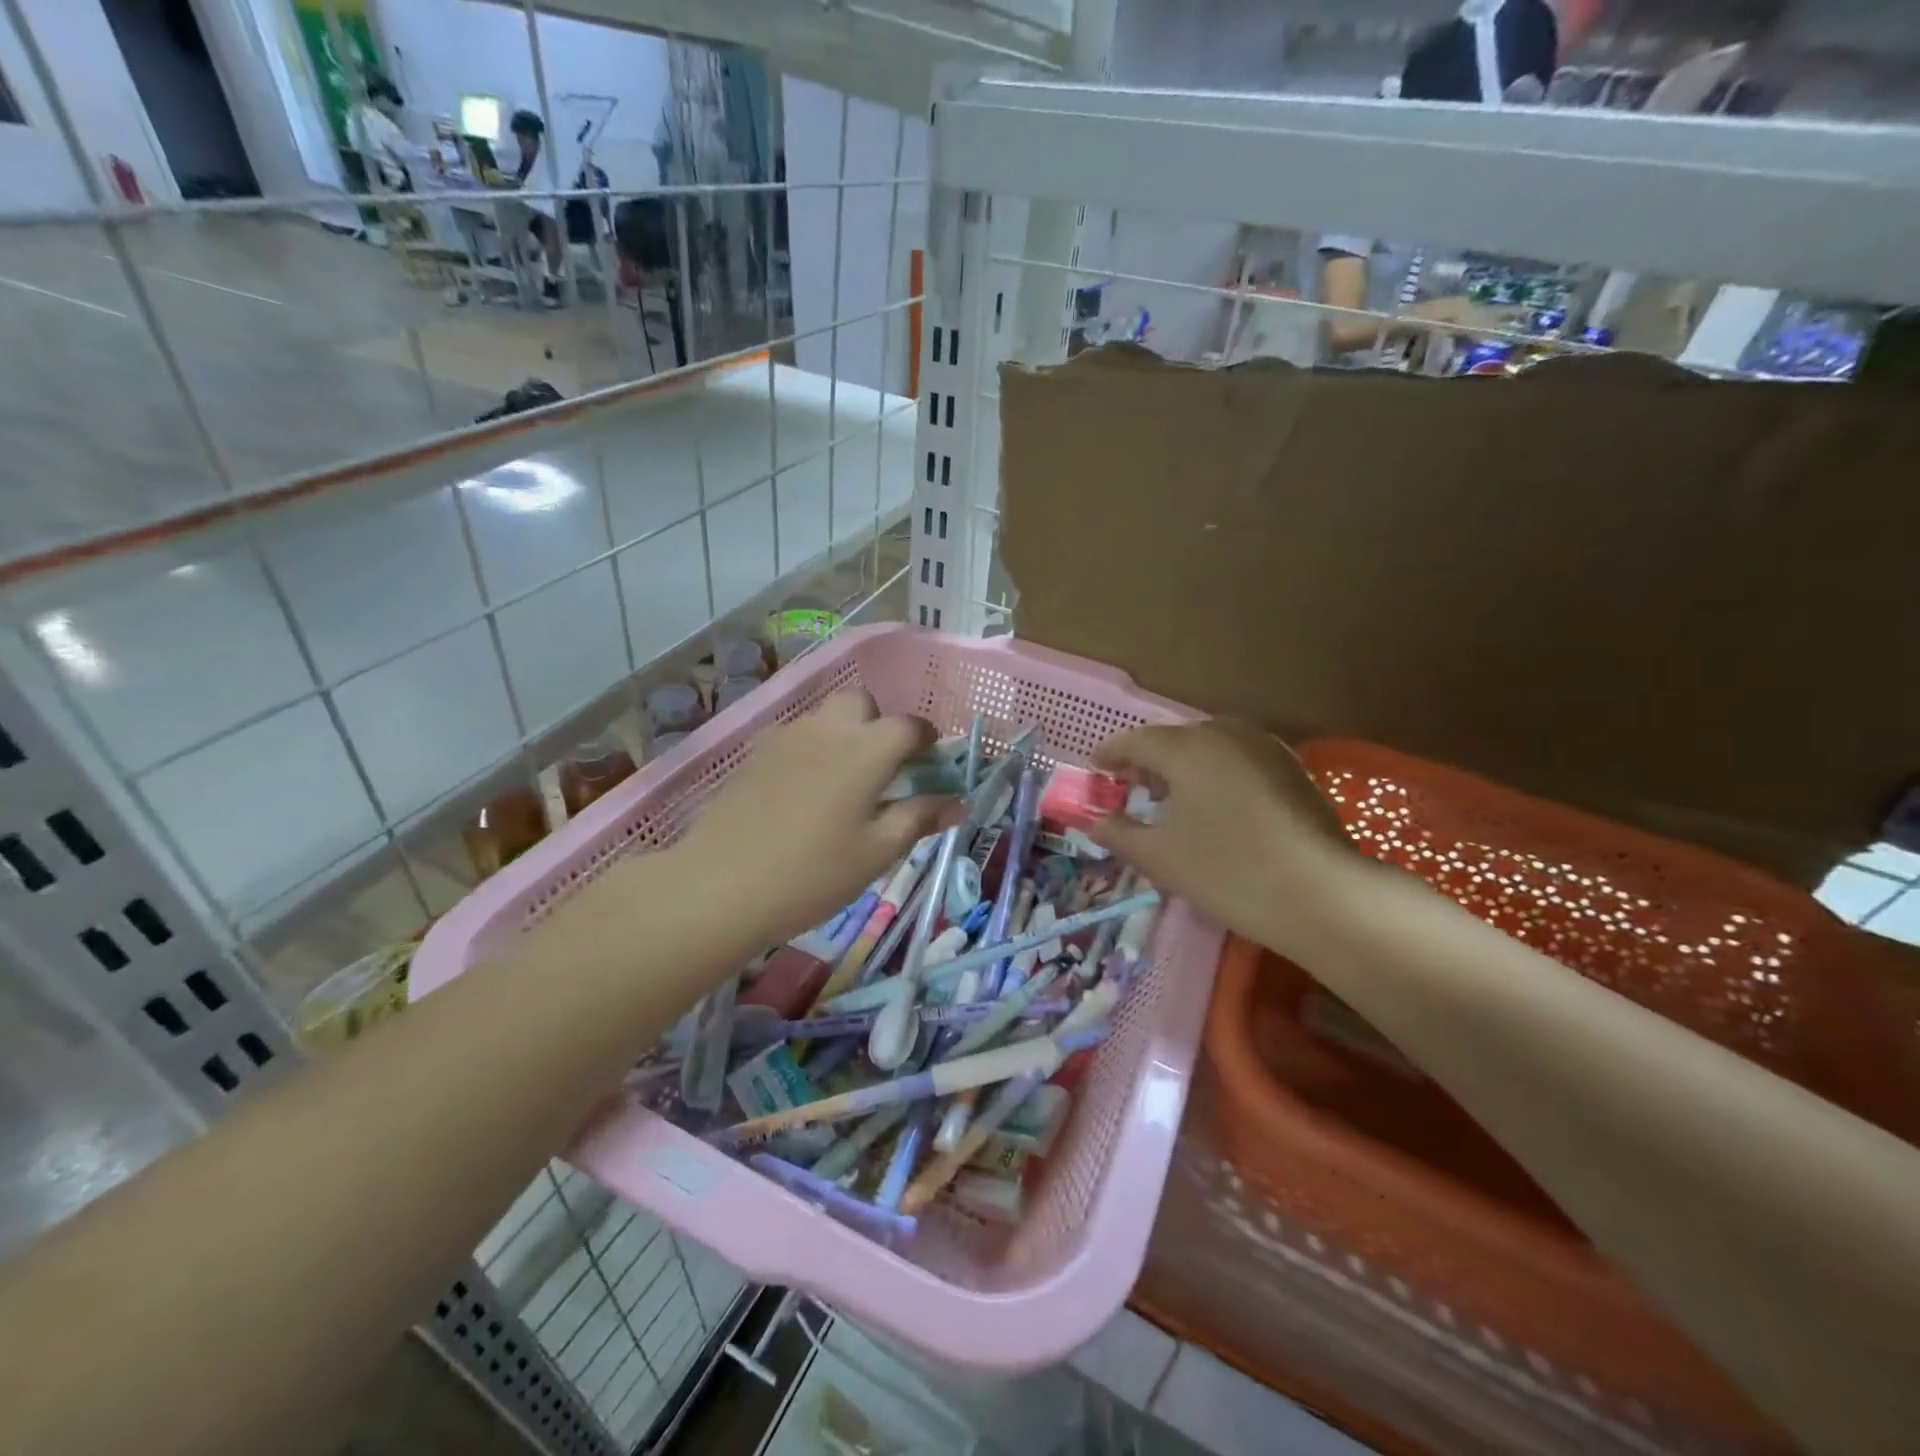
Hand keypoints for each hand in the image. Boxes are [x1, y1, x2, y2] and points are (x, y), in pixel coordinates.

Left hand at [671, 691, 956, 947]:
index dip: (926, 740)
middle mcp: (828, 729)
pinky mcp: (756, 753)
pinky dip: (812, 749)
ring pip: (826, 716)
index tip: (930, 764)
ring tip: (843, 783)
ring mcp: (786, 737)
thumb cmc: (813, 873)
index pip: (909, 725)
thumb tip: (957, 802)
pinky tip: (804, 792)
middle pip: (862, 703)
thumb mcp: (877, 852)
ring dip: (844, 734)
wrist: (720, 886)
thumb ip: (919, 818)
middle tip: (881, 769)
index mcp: (866, 749)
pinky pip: (796, 736)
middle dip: (879, 724)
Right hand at [1087, 721, 1364, 959]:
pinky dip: (1214, 774)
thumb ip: (1120, 833)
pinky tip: (1215, 805)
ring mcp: (1264, 748)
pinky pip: (1237, 760)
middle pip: (1174, 739)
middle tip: (1130, 788)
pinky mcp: (1291, 769)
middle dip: (1147, 761)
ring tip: (1170, 798)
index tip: (1095, 770)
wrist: (1323, 894)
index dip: (1110, 754)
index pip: (1136, 741)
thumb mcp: (1161, 857)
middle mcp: (1224, 733)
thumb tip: (1096, 822)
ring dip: (1182, 766)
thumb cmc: (1228, 871)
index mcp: (1186, 747)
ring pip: (1209, 747)